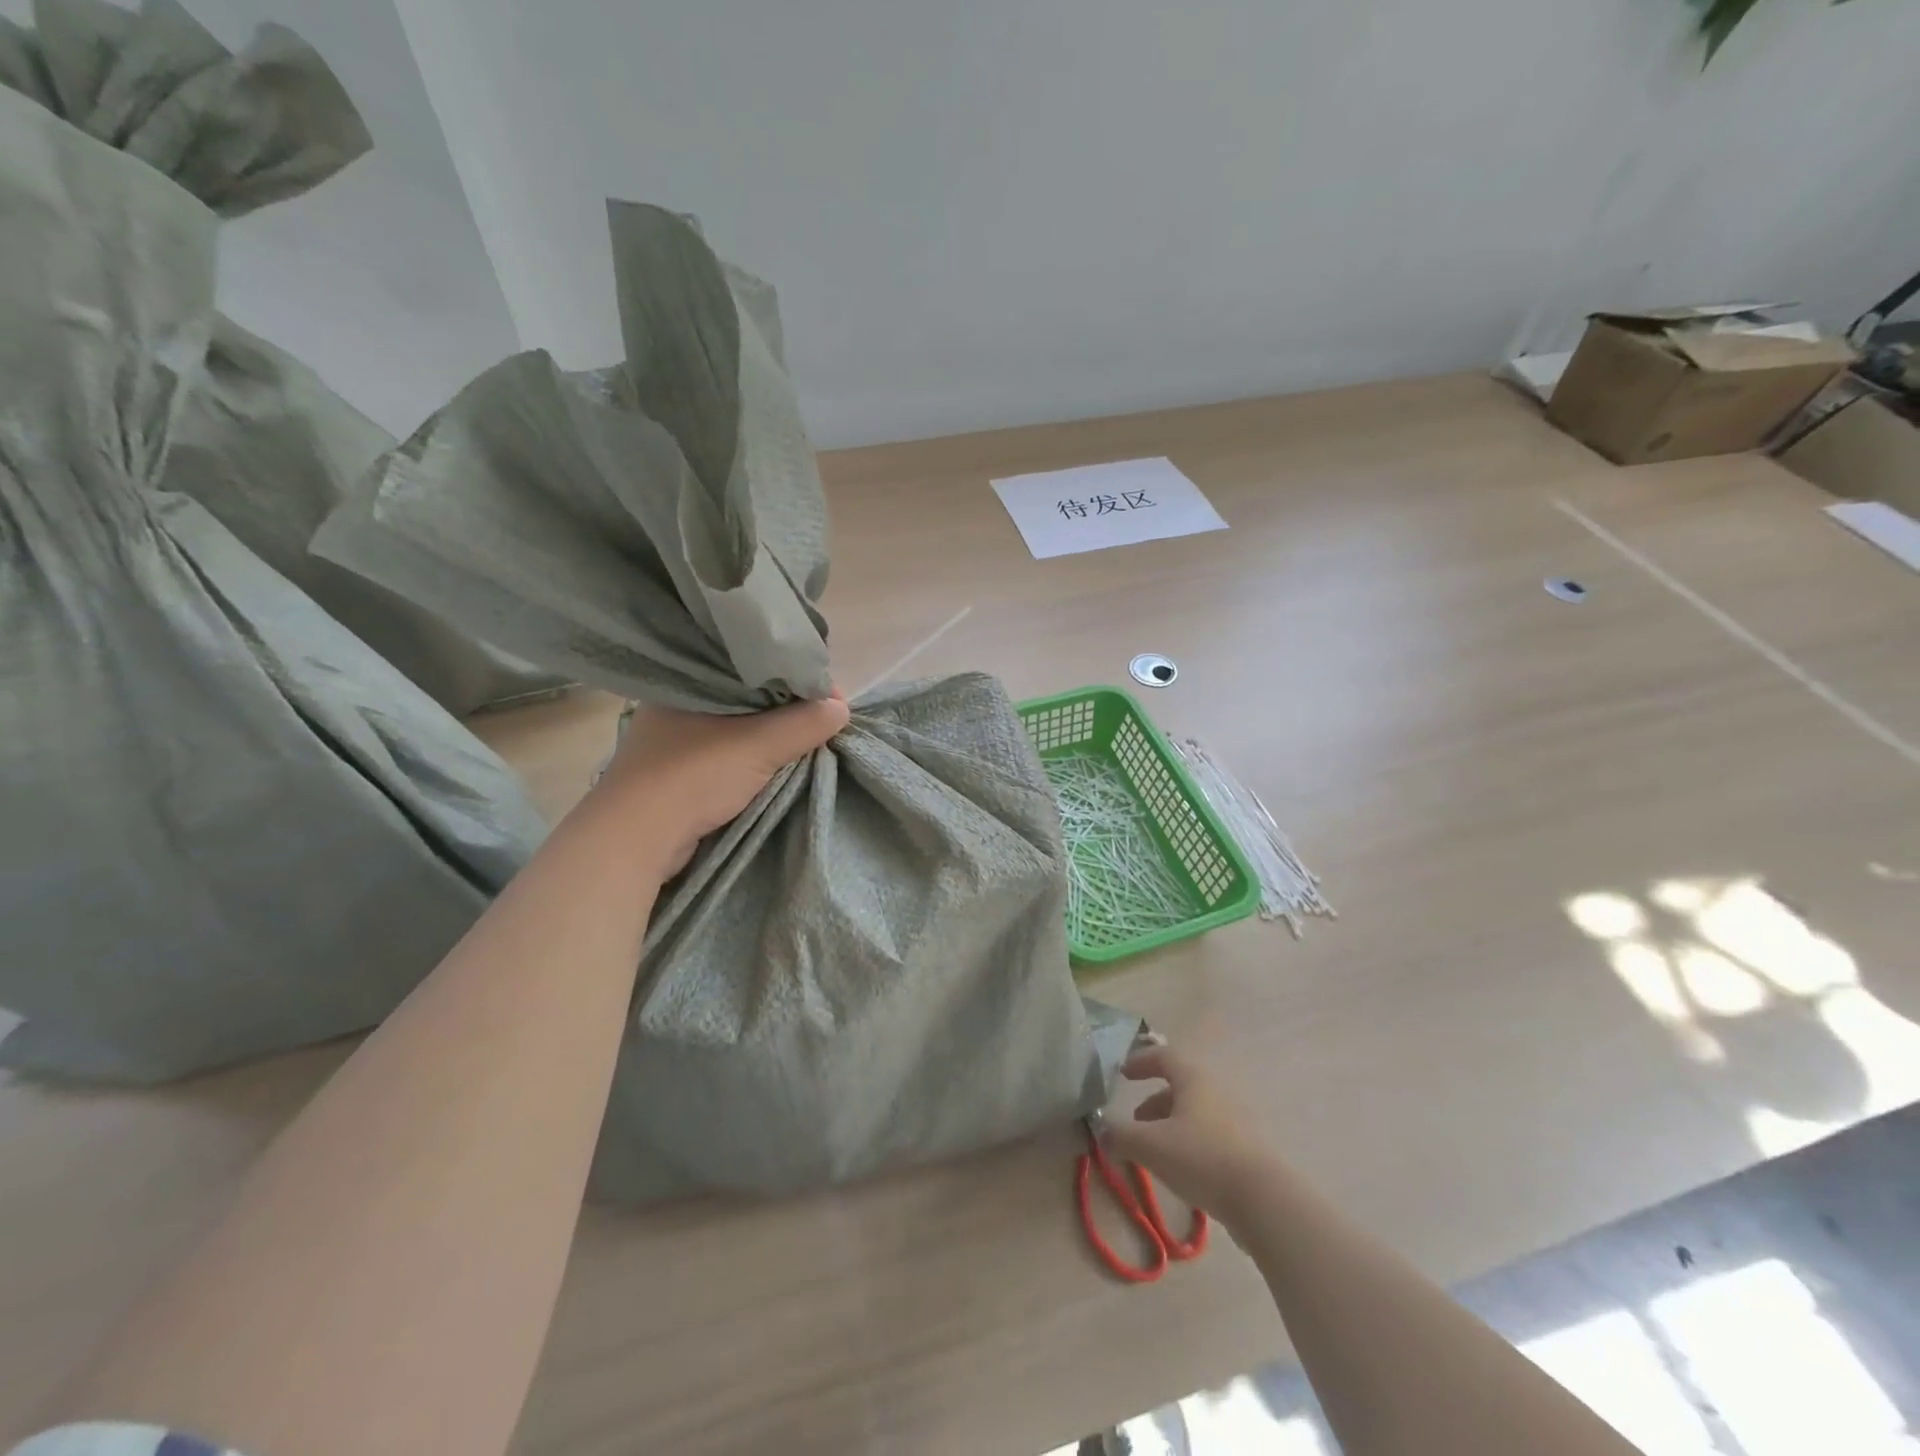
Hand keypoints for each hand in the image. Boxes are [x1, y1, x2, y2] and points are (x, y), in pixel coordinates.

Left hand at [594, 691, 850, 878]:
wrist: (635, 838)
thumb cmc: (694, 776)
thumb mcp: (759, 745)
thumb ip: (804, 724)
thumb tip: (842, 708)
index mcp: (692, 678)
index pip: (757, 665)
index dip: (799, 678)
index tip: (832, 700)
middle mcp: (681, 700)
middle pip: (751, 694)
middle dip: (790, 707)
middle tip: (825, 719)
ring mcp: (676, 735)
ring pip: (740, 722)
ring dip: (772, 733)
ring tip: (808, 739)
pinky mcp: (678, 766)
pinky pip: (729, 747)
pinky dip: (754, 752)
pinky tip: (776, 759)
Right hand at [1103, 1044, 1273, 1221]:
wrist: (1264, 1200)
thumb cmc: (1202, 1158)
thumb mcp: (1150, 1146)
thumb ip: (1120, 1136)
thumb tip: (1102, 1132)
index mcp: (1193, 1079)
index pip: (1163, 1056)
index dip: (1140, 1062)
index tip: (1122, 1074)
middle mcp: (1215, 1091)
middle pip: (1179, 1086)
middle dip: (1153, 1102)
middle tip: (1135, 1122)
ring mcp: (1234, 1120)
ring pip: (1193, 1113)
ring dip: (1169, 1125)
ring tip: (1154, 1152)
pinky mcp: (1246, 1149)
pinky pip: (1208, 1135)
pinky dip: (1188, 1143)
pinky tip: (1181, 1171)